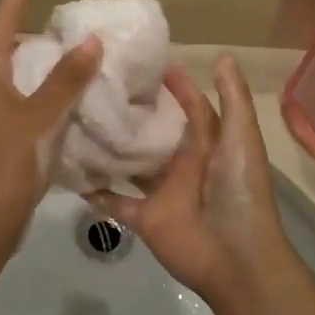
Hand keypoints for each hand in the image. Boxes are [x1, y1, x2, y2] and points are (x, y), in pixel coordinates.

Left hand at [0, 0, 101, 251]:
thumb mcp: (41, 117)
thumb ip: (67, 79)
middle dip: (37, 28)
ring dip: (46, 63)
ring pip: (20, 75)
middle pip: (10, 45)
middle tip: (73, 19)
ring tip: (81, 53)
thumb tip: (91, 40)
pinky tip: (75, 98)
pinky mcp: (0, 135)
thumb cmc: (7, 163)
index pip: (3, 18)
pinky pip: (27, 100)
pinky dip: (48, 92)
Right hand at [94, 55, 291, 304]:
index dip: (173, 85)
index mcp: (207, 144)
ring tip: (79, 121)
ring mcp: (162, 191)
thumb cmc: (240, 191)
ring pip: (132, 165)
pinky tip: (73, 173)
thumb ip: (233, 100)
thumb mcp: (241, 139)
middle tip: (99, 86)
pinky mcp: (145, 218)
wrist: (236, 258)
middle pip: (155, 133)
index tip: (144, 64)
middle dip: (134, 113)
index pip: (189, 107)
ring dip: (112, 148)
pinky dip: (97, 192)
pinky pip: (116, 203)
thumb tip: (223, 56)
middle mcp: (182, 164)